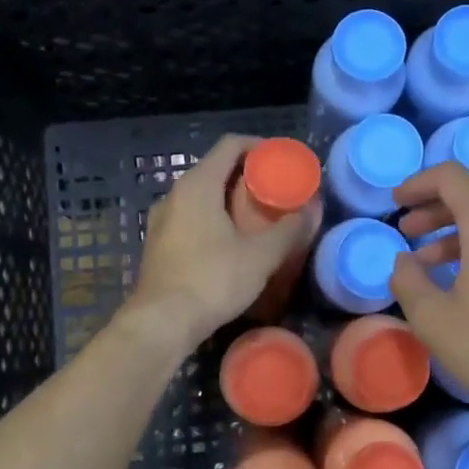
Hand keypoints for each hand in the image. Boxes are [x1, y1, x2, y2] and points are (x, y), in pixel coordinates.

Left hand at [124, 134, 322, 352]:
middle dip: (247, 175)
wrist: (161, 323)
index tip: (282, 160)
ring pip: (202, 195)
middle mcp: (174, 194)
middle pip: (215, 169)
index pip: (230, 145)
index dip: (259, 146)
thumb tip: (310, 211)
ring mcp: (161, 220)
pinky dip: (214, 218)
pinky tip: (232, 241)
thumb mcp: (260, 256)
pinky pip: (191, 217)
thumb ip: (288, 230)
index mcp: (197, 185)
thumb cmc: (212, 280)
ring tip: (258, 216)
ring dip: (230, 199)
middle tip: (277, 190)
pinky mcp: (158, 244)